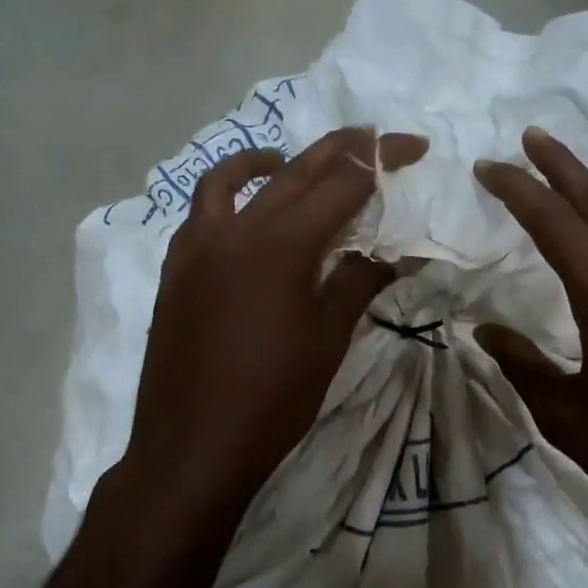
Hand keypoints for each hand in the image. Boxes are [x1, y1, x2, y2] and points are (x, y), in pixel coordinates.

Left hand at [112, 128, 426, 543]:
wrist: (193, 446)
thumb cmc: (272, 400)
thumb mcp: (327, 340)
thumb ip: (360, 282)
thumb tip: (401, 251)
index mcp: (280, 244)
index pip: (343, 182)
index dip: (382, 160)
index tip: (413, 148)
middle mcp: (234, 229)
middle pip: (294, 170)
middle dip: (340, 150)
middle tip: (373, 140)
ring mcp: (195, 246)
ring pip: (233, 180)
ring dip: (272, 163)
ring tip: (294, 166)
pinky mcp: (174, 270)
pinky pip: (202, 212)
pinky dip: (229, 197)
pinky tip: (247, 220)